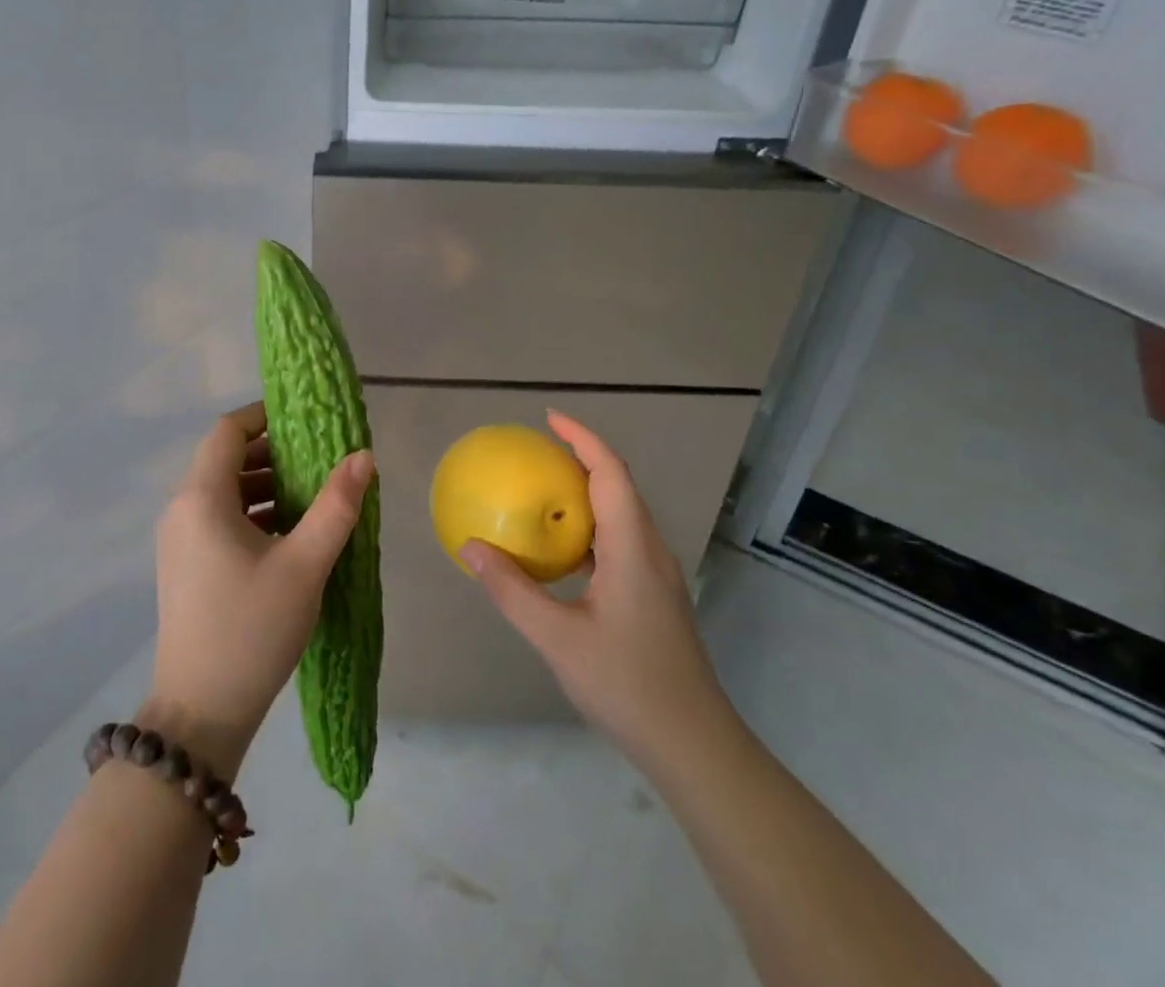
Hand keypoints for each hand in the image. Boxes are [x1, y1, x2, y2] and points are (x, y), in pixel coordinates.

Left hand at [145, 402, 372, 779]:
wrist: (199, 714)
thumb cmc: (252, 630)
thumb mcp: (304, 565)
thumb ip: (336, 506)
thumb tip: (363, 456)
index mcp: (202, 498)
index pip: (228, 431)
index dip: (264, 416)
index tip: (305, 421)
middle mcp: (181, 510)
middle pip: (226, 459)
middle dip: (273, 454)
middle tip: (319, 461)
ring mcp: (179, 540)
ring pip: (223, 491)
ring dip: (265, 486)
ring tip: (312, 498)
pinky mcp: (185, 566)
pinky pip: (218, 519)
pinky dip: (252, 513)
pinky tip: (289, 535)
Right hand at [461, 411, 734, 764]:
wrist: (693, 745)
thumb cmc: (627, 685)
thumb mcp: (558, 638)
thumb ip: (513, 590)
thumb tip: (471, 547)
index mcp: (632, 548)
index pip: (610, 472)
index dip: (582, 438)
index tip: (549, 419)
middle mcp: (650, 550)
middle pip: (619, 485)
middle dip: (582, 458)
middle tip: (537, 451)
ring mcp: (656, 574)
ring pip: (622, 514)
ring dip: (587, 492)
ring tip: (544, 490)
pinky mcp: (653, 595)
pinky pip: (620, 541)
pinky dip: (590, 527)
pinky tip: (562, 550)